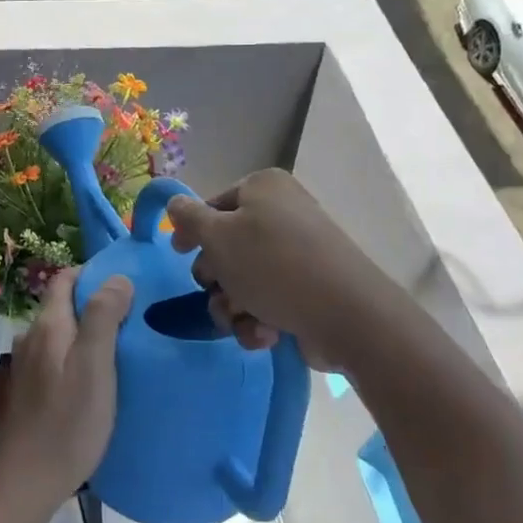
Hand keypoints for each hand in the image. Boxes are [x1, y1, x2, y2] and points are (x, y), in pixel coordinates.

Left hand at [0, 268, 132, 510]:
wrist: (25, 482)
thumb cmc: (66, 422)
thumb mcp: (94, 365)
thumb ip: (103, 317)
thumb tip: (117, 277)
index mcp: (48, 325)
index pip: (65, 278)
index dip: (94, 274)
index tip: (127, 284)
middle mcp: (33, 338)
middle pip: (64, 305)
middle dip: (96, 303)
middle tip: (134, 316)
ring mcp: (28, 366)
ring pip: (63, 334)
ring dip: (89, 332)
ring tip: (123, 346)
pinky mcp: (31, 392)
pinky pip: (59, 358)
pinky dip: (79, 357)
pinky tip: (99, 378)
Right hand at [166, 170, 383, 358]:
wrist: (346, 316)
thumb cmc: (273, 265)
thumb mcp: (218, 236)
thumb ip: (189, 218)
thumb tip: (175, 203)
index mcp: (263, 189)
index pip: (213, 205)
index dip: (193, 231)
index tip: (180, 253)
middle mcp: (282, 214)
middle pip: (226, 247)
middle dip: (216, 277)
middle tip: (220, 289)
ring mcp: (298, 255)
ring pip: (242, 281)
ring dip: (233, 306)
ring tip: (244, 318)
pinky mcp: (307, 291)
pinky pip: (267, 302)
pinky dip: (259, 321)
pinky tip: (267, 333)